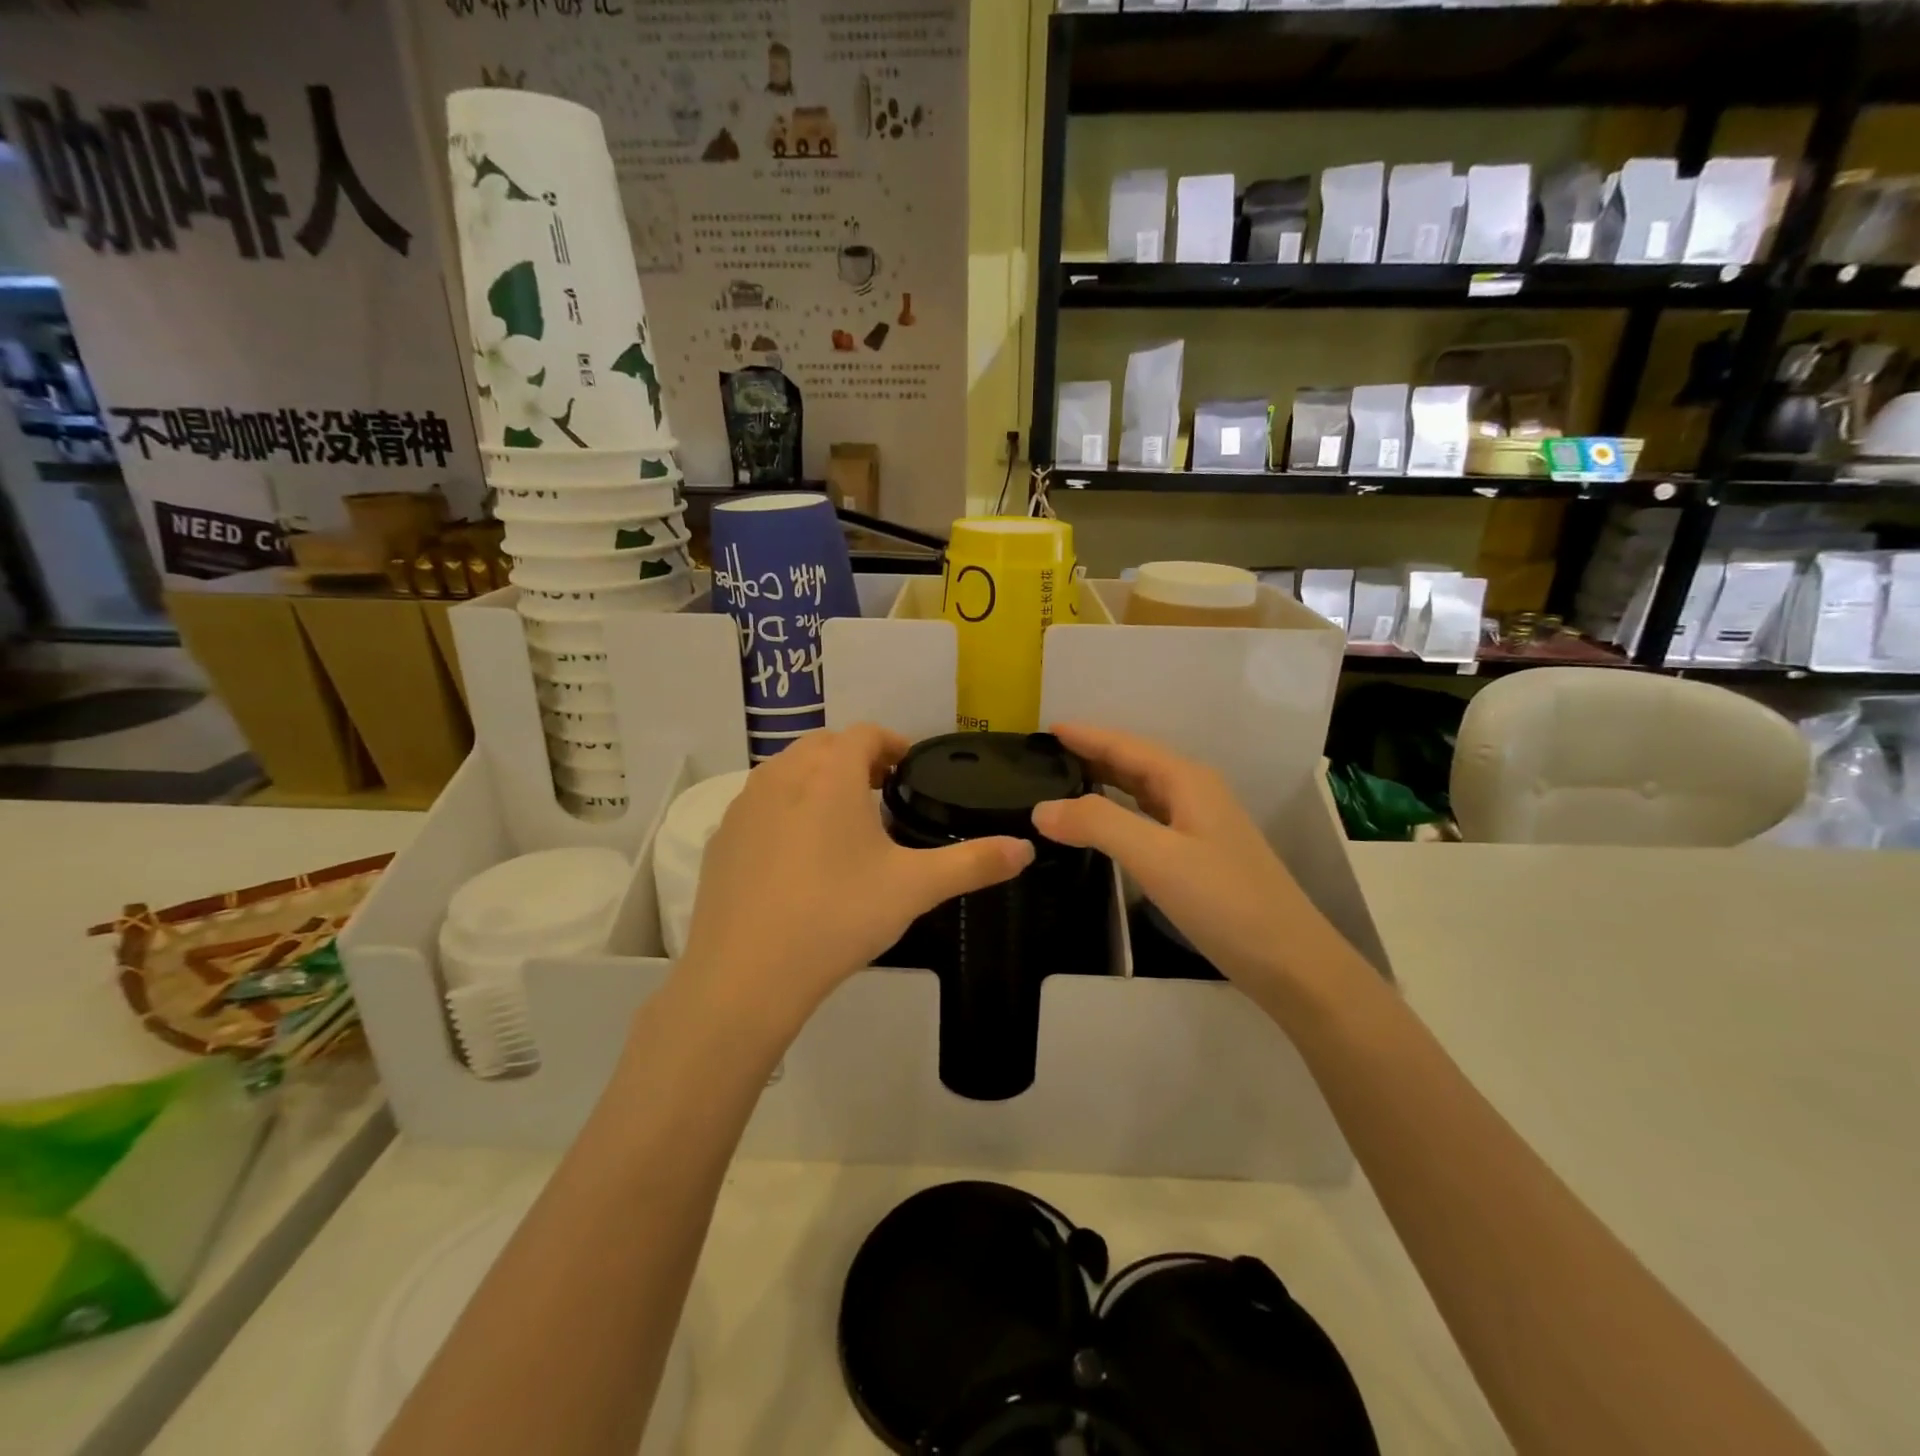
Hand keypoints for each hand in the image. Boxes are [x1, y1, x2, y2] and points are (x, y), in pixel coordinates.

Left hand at [677, 724, 1034, 1039]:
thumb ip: (974, 863)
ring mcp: (744, 805)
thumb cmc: (838, 916)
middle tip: (881, 790)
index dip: (893, 742)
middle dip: (855, 758)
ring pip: (787, 771)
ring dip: (817, 779)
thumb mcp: (914, 888)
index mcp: (829, 774)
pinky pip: (759, 804)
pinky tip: (798, 855)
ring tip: (842, 819)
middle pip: (823, 745)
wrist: (747, 974)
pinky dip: (784, 808)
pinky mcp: (721, 838)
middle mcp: (782, 775)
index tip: (910, 768)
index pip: (865, 733)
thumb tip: (1025, 848)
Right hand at [1031, 723, 1341, 999]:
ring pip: (1141, 791)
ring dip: (1103, 783)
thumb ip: (1098, 824)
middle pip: (1134, 763)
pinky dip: (1118, 814)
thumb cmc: (1224, 901)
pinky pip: (1147, 819)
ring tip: (1061, 785)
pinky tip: (1101, 828)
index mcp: (1186, 780)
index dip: (1086, 736)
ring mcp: (1199, 825)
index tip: (1044, 729)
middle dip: (1090, 755)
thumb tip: (1041, 808)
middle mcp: (1194, 793)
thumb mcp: (1156, 857)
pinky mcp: (1198, 856)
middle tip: (1042, 759)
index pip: (1125, 746)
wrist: (1290, 962)